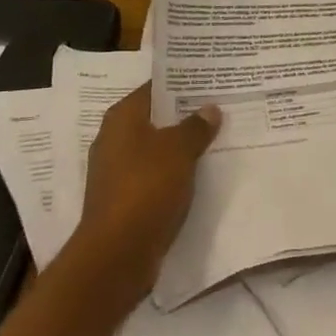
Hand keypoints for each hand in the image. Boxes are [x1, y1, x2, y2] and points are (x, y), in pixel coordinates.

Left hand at [73, 83, 222, 297]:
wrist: (117, 255)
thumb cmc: (145, 188)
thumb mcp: (178, 151)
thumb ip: (195, 127)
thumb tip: (209, 109)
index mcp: (122, 118)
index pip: (154, 88)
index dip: (181, 83)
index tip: (210, 80)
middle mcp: (114, 139)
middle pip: (156, 119)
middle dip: (185, 115)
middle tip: (221, 106)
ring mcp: (118, 172)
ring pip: (157, 149)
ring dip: (182, 146)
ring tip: (218, 137)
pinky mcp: (125, 200)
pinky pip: (156, 176)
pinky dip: (176, 172)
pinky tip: (202, 172)